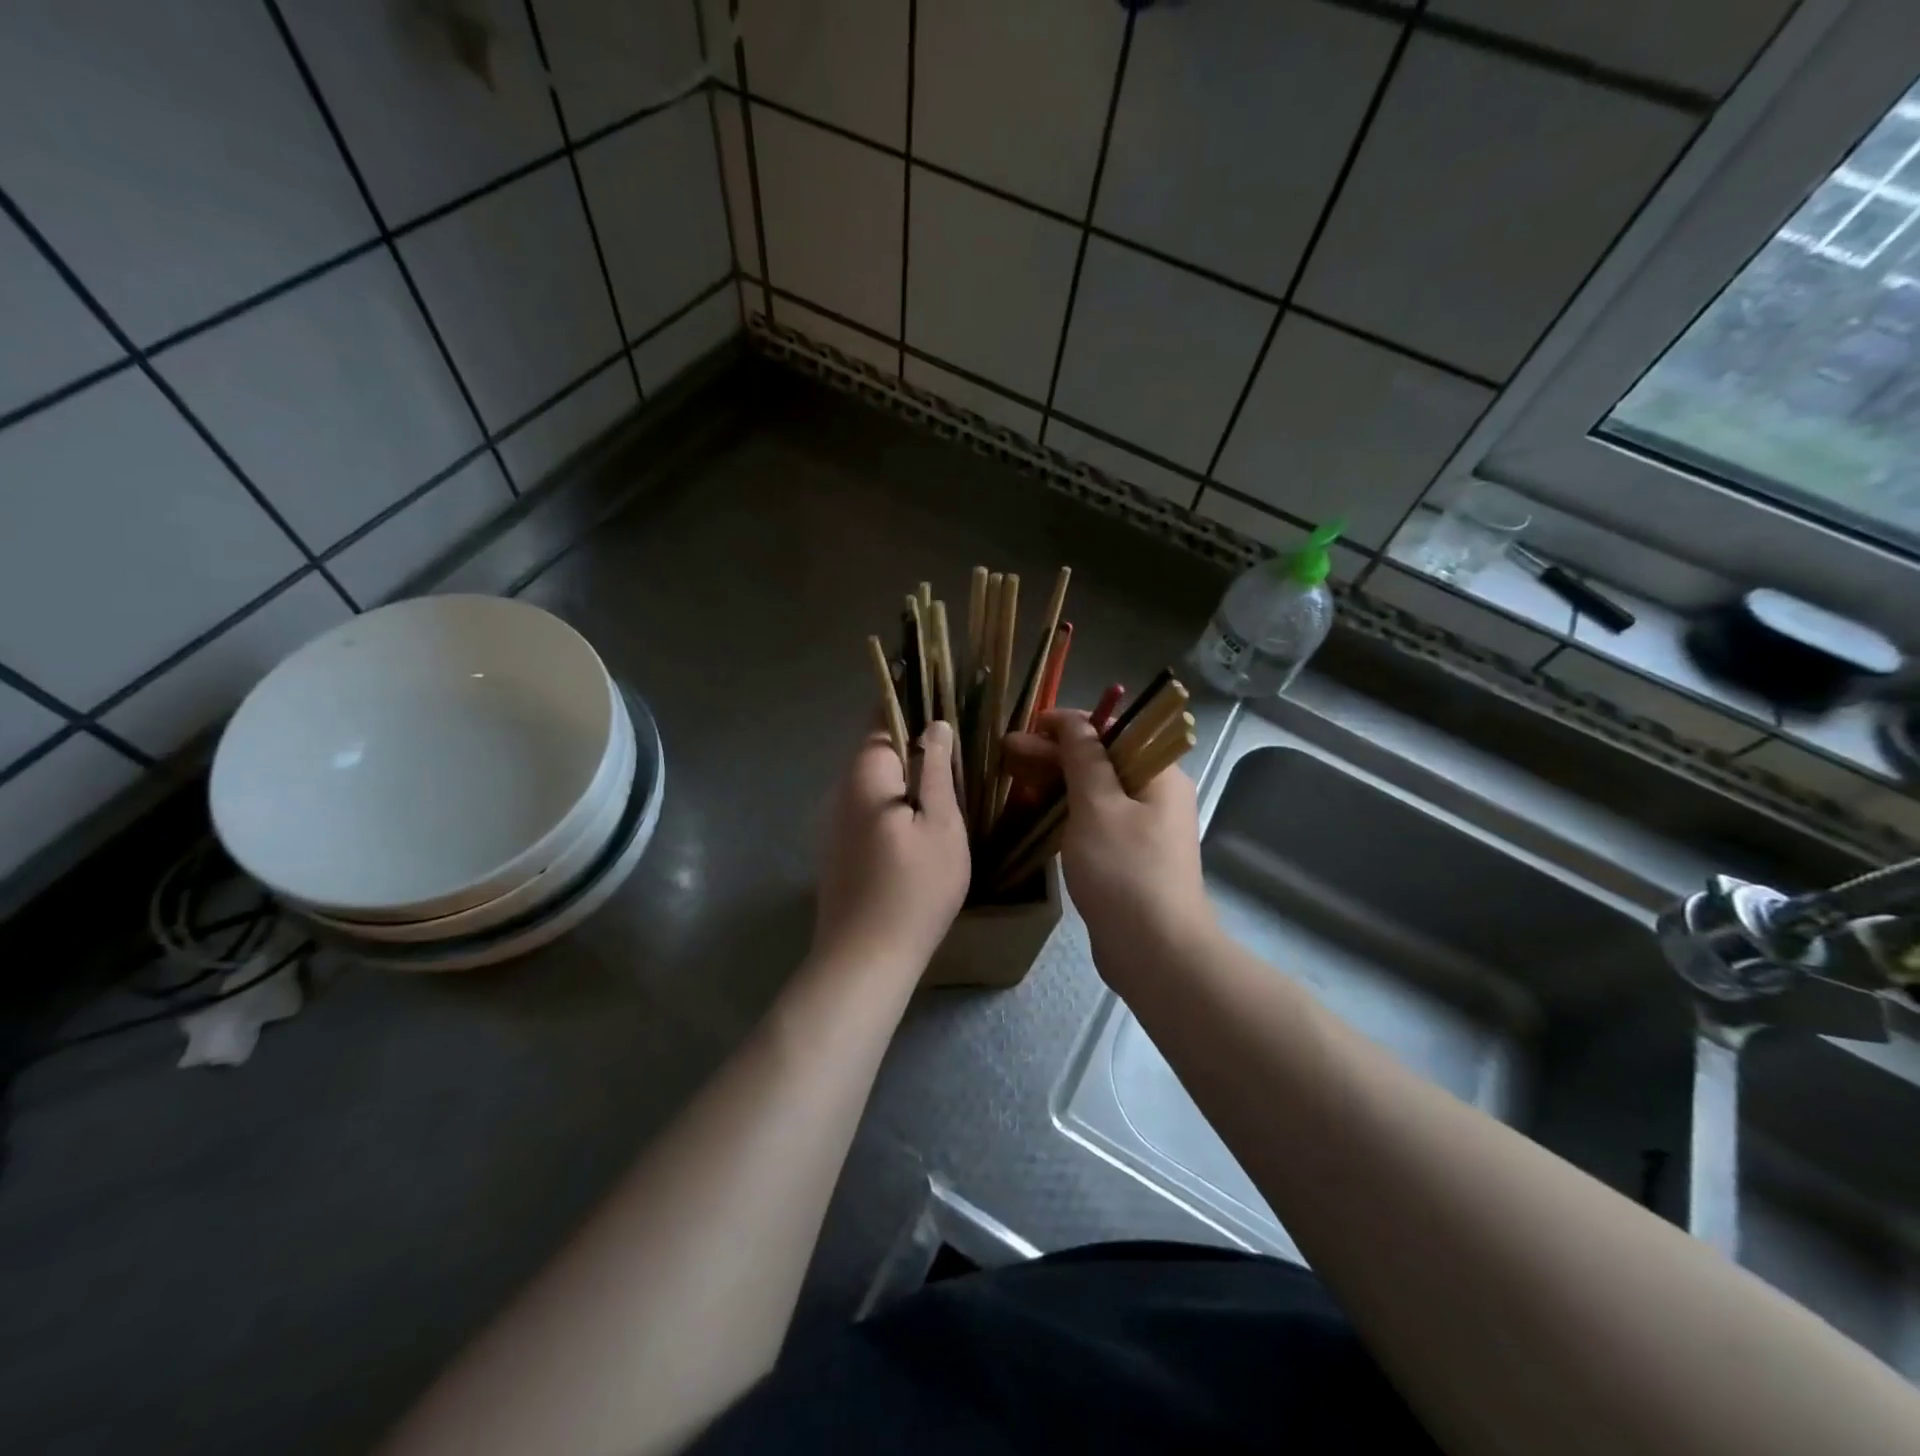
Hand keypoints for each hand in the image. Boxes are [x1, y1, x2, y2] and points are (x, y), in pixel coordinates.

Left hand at [814, 720, 969, 966]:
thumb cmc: (914, 889)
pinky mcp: (838, 852)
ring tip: (944, 794)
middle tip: (955, 759)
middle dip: (912, 748)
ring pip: (874, 786)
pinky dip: (893, 809)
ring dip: (905, 782)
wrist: (865, 960)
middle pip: (877, 754)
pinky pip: (868, 812)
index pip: (882, 721)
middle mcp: (841, 793)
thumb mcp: (941, 825)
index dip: (910, 710)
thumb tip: (936, 725)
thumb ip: (936, 769)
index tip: (943, 709)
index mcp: (866, 777)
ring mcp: (835, 825)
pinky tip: (917, 832)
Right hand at [1012, 710, 1214, 991]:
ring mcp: (1143, 827)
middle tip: (1006, 750)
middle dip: (1053, 753)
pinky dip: (1065, 810)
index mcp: (1159, 773)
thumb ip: (1084, 758)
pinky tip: (1033, 810)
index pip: (1114, 730)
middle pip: (1101, 760)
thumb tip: (1075, 723)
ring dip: (1054, 780)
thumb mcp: (1098, 806)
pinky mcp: (1128, 856)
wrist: (1156, 952)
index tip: (1031, 725)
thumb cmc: (1125, 871)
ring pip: (1094, 791)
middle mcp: (1156, 794)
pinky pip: (1094, 819)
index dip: (1071, 724)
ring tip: (1011, 775)